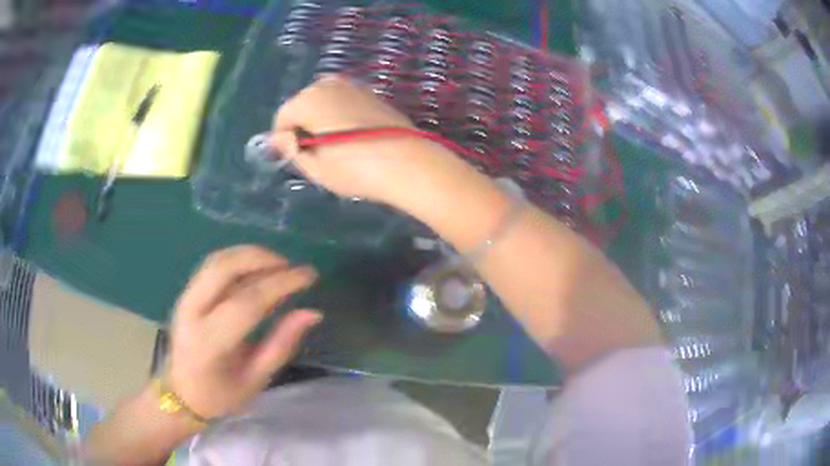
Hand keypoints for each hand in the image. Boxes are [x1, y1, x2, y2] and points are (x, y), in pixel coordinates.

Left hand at [168, 245, 321, 419]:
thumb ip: (282, 345)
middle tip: (290, 266)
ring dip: (249, 254)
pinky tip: (255, 268)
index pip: (247, 302)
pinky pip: (212, 265)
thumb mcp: (256, 380)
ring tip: (277, 264)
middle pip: (224, 268)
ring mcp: (185, 298)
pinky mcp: (185, 293)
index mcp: (209, 343)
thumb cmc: (220, 395)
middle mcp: (192, 312)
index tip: (308, 275)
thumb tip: (312, 313)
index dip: (280, 284)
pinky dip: (237, 259)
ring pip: (216, 260)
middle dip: (261, 258)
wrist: (181, 394)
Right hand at [270, 76, 463, 206]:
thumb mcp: (315, 167)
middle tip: (312, 153)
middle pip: (303, 104)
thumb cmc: (355, 168)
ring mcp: (354, 86)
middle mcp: (329, 85)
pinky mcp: (373, 94)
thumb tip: (280, 139)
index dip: (281, 139)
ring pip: (324, 101)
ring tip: (332, 146)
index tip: (289, 157)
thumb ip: (291, 150)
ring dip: (321, 119)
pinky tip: (351, 136)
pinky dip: (340, 114)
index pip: (283, 117)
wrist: (408, 162)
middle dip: (302, 125)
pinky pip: (344, 102)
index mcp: (308, 100)